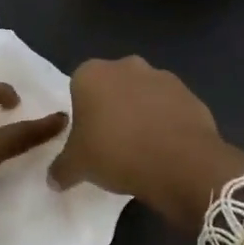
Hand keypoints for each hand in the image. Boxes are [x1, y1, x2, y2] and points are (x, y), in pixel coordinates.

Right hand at [47, 56, 243, 233]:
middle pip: (112, 86)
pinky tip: (165, 148)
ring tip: (142, 148)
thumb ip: (61, 169)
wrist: (180, 163)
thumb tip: (53, 178)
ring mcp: (162, 77)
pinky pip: (170, 107)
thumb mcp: (78, 167)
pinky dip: (166, 122)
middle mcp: (126, 66)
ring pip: (143, 95)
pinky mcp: (189, 93)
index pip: (78, 87)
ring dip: (141, 113)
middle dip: (112, 108)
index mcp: (91, 74)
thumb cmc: (116, 154)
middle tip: (113, 142)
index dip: (83, 113)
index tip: (88, 137)